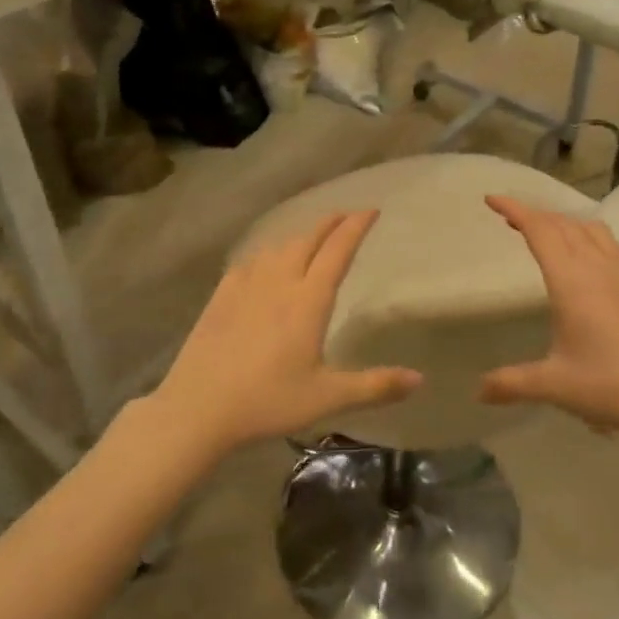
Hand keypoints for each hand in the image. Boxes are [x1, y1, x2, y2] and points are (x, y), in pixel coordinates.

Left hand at [148, 211, 421, 456]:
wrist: (198, 407)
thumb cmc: (268, 401)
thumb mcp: (327, 398)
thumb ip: (375, 386)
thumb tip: (420, 379)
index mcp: (309, 300)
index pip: (338, 251)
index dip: (356, 227)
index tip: (371, 210)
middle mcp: (279, 282)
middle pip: (307, 239)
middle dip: (329, 223)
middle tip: (345, 216)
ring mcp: (246, 286)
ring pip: (278, 247)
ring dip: (300, 235)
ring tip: (310, 237)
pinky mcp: (221, 296)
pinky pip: (250, 261)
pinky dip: (267, 252)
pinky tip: (264, 261)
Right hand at [480, 196, 618, 443]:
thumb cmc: (613, 385)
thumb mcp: (555, 386)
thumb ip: (512, 383)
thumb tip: (479, 391)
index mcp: (572, 281)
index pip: (539, 230)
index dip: (514, 210)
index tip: (492, 200)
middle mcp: (599, 265)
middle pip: (563, 224)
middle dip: (535, 215)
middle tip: (511, 219)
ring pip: (591, 229)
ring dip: (564, 223)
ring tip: (548, 234)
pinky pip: (612, 244)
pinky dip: (590, 237)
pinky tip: (591, 258)